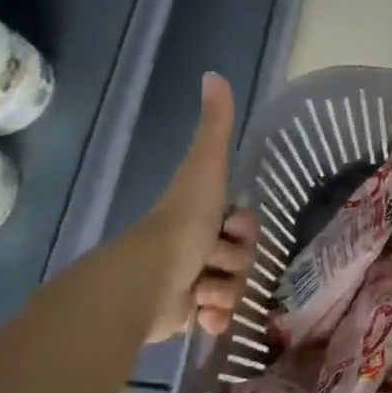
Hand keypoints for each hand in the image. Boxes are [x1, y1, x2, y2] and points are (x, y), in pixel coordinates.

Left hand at [136, 72, 259, 341]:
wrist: (146, 281)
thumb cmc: (182, 222)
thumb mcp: (205, 166)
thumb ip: (216, 124)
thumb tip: (213, 73)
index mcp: (201, 214)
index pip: (244, 224)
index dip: (245, 229)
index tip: (233, 229)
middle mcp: (196, 246)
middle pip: (242, 256)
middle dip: (237, 262)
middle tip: (215, 263)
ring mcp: (190, 281)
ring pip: (233, 286)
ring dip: (227, 290)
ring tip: (206, 294)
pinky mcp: (183, 315)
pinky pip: (217, 315)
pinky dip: (216, 316)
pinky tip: (207, 319)